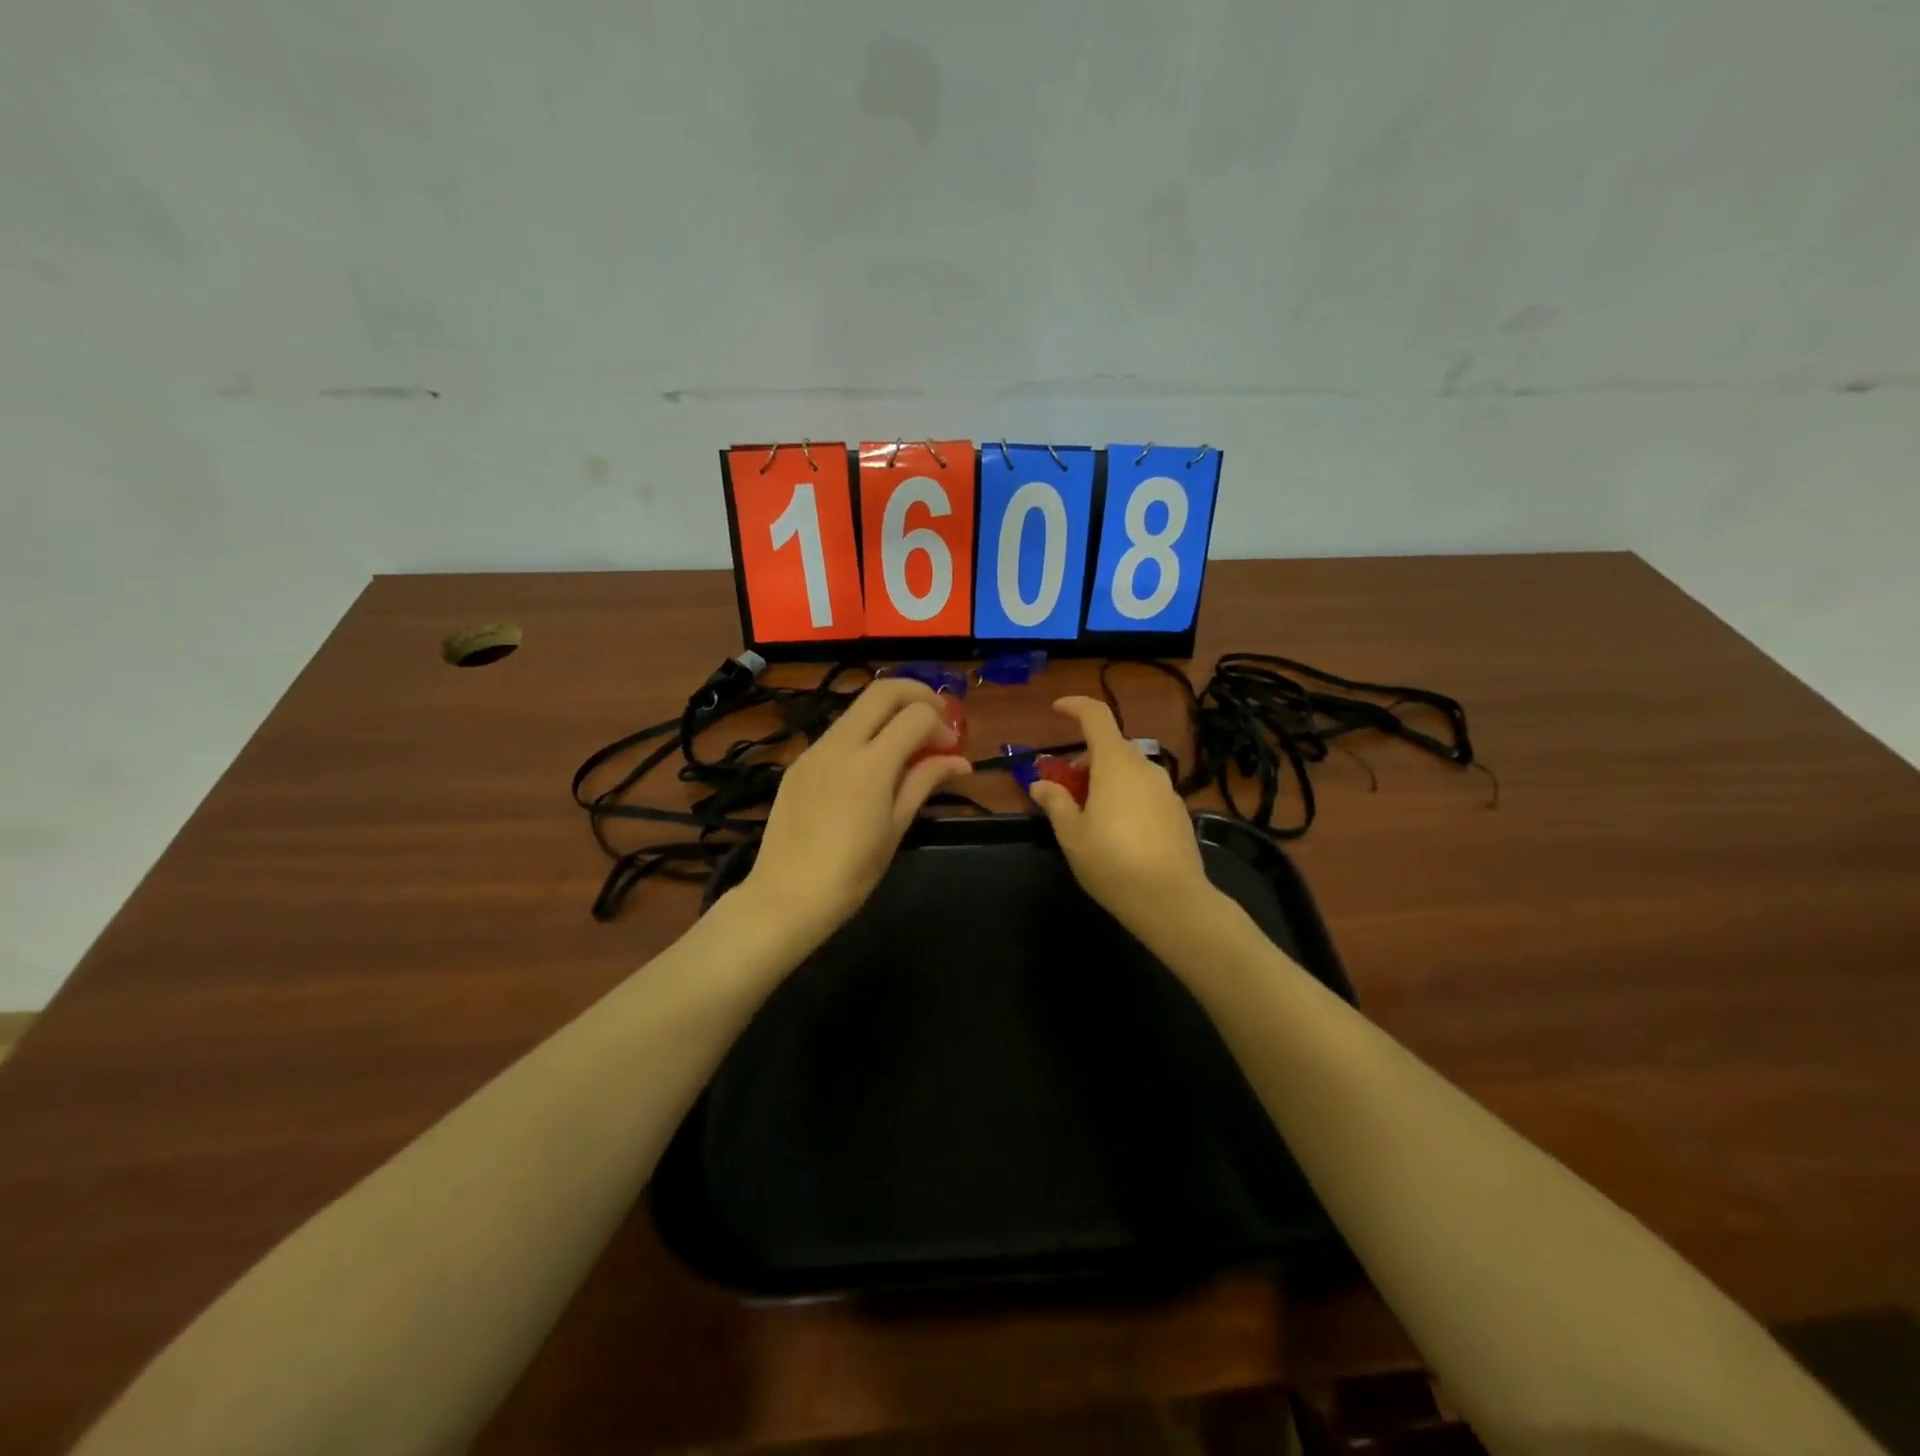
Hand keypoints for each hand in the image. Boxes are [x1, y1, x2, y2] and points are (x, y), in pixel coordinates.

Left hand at [742, 679, 971, 947]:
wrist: (786, 897)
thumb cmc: (851, 873)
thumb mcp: (896, 828)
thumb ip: (925, 782)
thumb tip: (960, 761)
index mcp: (870, 764)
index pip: (915, 715)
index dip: (941, 724)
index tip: (952, 747)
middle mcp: (839, 745)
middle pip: (883, 691)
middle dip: (917, 694)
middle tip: (938, 717)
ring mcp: (814, 751)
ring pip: (857, 709)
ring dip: (889, 712)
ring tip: (910, 742)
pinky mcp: (798, 764)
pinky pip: (838, 733)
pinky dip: (865, 733)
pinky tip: (875, 764)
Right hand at [1028, 696, 1219, 942]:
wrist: (1172, 901)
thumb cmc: (1112, 863)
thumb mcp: (1072, 835)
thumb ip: (1056, 803)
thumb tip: (1040, 784)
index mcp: (1116, 765)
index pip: (1096, 716)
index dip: (1075, 706)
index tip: (1056, 709)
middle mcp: (1145, 768)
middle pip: (1112, 746)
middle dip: (1084, 758)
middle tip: (1064, 786)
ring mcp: (1166, 789)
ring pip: (1129, 770)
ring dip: (1105, 778)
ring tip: (1088, 812)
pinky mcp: (1178, 811)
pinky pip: (1145, 790)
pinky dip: (1126, 795)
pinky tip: (1117, 830)